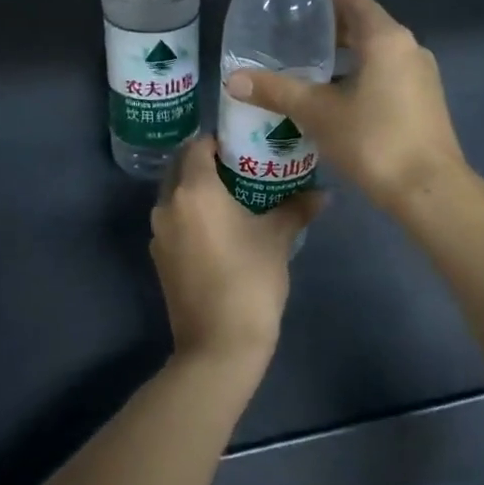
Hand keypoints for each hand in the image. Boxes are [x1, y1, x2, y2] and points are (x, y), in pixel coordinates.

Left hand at [150, 137, 324, 372]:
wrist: (219, 344)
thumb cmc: (250, 280)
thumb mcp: (278, 238)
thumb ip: (298, 207)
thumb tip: (324, 193)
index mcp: (193, 190)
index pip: (198, 145)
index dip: (221, 140)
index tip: (247, 144)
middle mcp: (167, 205)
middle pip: (183, 168)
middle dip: (209, 162)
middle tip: (244, 166)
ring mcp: (159, 234)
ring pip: (177, 196)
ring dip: (200, 190)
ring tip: (236, 196)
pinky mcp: (160, 258)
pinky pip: (176, 221)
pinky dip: (194, 215)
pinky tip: (222, 228)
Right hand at [223, 0, 465, 215]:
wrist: (428, 190)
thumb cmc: (373, 140)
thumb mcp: (317, 113)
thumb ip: (276, 91)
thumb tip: (233, 79)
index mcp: (387, 39)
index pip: (355, 3)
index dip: (326, 5)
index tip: (297, 18)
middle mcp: (410, 49)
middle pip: (367, 29)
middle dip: (332, 36)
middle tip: (295, 48)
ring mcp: (423, 77)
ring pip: (379, 57)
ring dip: (348, 62)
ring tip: (311, 78)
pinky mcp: (427, 103)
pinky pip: (390, 78)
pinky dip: (364, 81)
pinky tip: (338, 106)